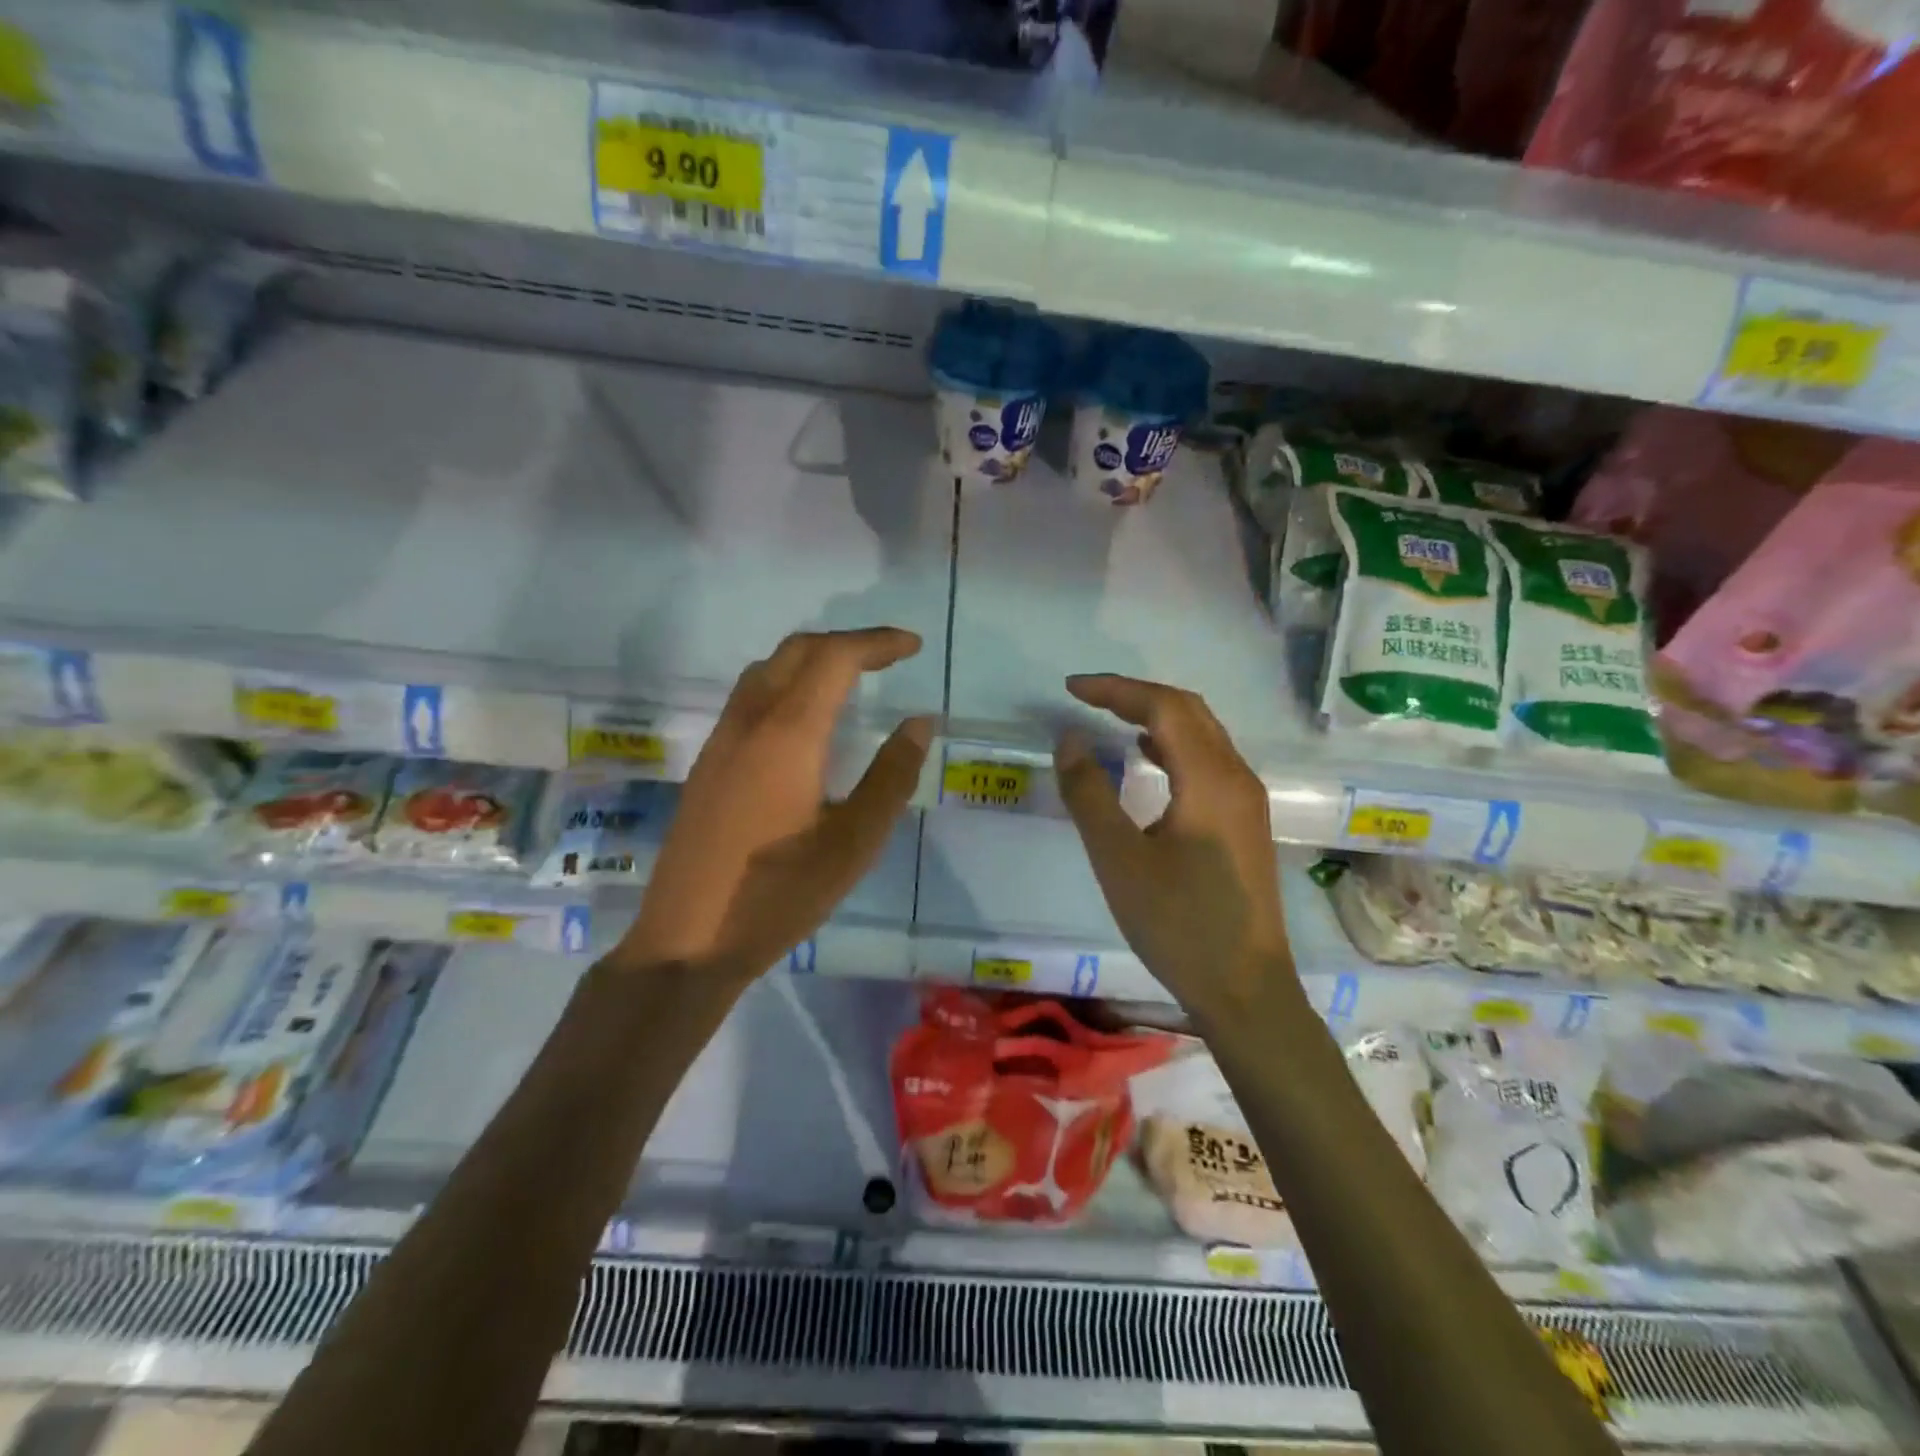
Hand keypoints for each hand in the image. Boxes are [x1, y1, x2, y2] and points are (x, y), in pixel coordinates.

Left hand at [621, 627, 932, 978]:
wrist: (688, 941)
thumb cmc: (780, 895)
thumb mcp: (854, 842)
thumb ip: (891, 776)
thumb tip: (919, 723)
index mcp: (787, 736)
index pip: (834, 659)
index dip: (876, 643)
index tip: (913, 647)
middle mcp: (748, 723)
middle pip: (795, 651)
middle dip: (845, 643)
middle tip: (888, 658)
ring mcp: (720, 742)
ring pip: (765, 671)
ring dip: (811, 660)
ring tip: (850, 680)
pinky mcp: (707, 765)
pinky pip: (749, 697)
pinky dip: (786, 684)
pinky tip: (804, 722)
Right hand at [1054, 674, 1291, 1021]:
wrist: (1245, 990)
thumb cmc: (1178, 924)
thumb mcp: (1119, 860)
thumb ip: (1090, 794)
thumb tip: (1068, 739)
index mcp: (1210, 779)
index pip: (1163, 706)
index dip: (1115, 690)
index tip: (1070, 689)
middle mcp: (1237, 777)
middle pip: (1189, 710)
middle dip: (1137, 694)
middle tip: (1087, 697)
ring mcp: (1247, 800)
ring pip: (1204, 734)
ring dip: (1158, 716)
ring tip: (1111, 718)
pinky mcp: (1246, 822)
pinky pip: (1209, 760)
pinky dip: (1174, 744)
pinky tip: (1149, 758)